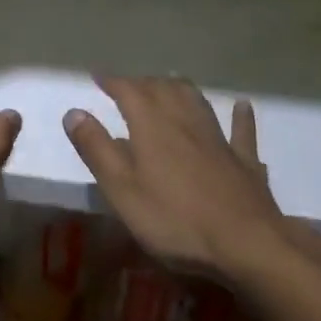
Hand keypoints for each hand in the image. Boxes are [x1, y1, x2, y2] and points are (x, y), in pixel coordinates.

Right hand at [63, 76, 285, 274]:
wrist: (246, 244)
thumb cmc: (174, 219)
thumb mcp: (121, 189)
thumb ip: (96, 149)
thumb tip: (73, 112)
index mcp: (152, 125)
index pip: (128, 91)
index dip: (112, 81)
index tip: (98, 76)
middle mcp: (185, 121)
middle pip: (163, 89)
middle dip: (143, 83)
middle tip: (129, 85)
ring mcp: (218, 139)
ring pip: (197, 102)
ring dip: (180, 88)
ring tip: (170, 82)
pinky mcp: (244, 161)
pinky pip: (241, 130)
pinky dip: (239, 116)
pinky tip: (241, 106)